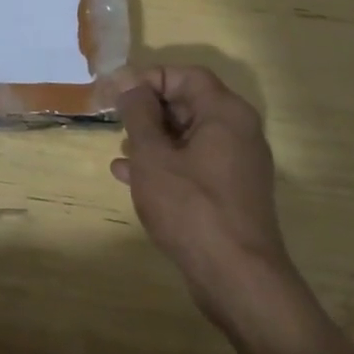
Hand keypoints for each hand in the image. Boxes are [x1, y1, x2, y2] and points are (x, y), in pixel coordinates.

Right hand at [112, 64, 297, 327]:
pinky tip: (131, 177)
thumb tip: (130, 85)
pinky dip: (165, 163)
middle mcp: (238, 131)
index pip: (185, 75)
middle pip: (188, 103)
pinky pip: (194, 163)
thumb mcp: (153, 156)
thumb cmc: (191, 207)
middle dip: (148, 110)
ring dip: (153, 139)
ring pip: (188, 135)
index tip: (117, 93)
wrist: (237, 278)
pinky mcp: (231, 192)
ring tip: (120, 151)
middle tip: (115, 121)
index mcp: (225, 113)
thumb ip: (138, 114)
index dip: (149, 78)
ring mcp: (237, 164)